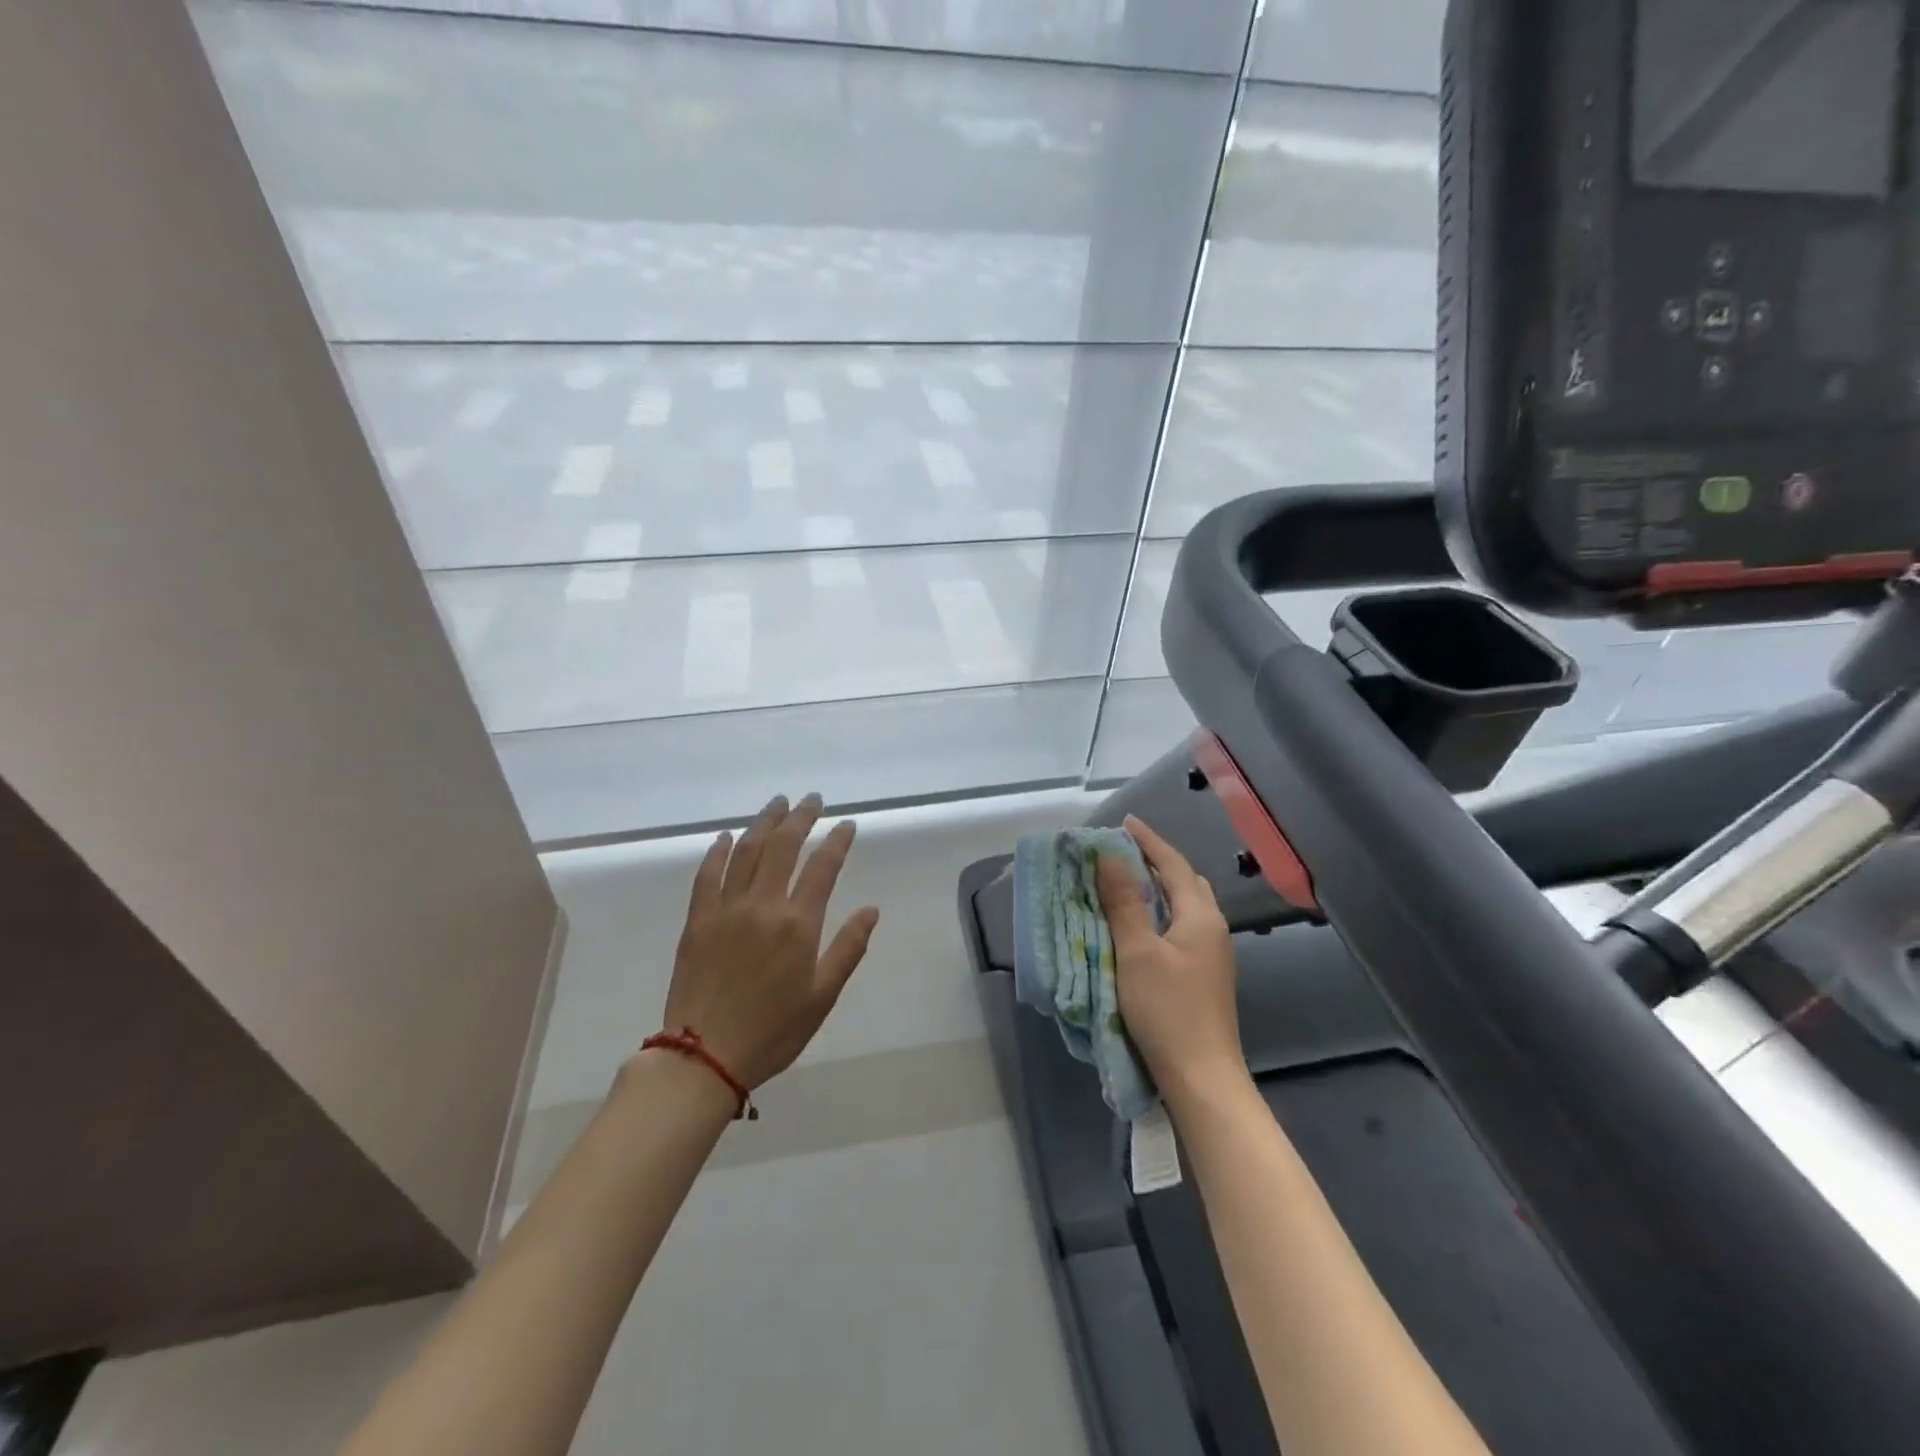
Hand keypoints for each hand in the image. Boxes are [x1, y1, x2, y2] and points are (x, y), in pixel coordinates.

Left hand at [658, 794, 880, 1090]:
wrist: (703, 1056)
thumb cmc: (772, 1030)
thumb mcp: (822, 996)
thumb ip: (848, 948)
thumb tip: (872, 909)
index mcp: (798, 924)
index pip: (823, 867)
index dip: (837, 841)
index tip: (847, 825)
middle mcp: (763, 905)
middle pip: (783, 846)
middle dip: (801, 817)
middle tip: (812, 800)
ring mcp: (726, 909)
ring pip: (746, 851)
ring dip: (764, 822)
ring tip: (778, 803)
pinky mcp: (697, 920)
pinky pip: (707, 875)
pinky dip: (718, 851)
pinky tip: (727, 837)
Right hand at [1097, 815, 1242, 1097]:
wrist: (1202, 1077)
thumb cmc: (1167, 1009)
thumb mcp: (1137, 951)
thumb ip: (1124, 902)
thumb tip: (1110, 856)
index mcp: (1200, 916)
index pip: (1173, 864)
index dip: (1148, 841)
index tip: (1124, 823)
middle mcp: (1212, 928)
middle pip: (1185, 881)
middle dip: (1156, 861)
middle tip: (1123, 851)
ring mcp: (1212, 954)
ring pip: (1186, 905)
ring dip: (1159, 887)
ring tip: (1127, 881)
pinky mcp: (1204, 975)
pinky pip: (1182, 926)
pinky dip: (1161, 912)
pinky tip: (1141, 924)